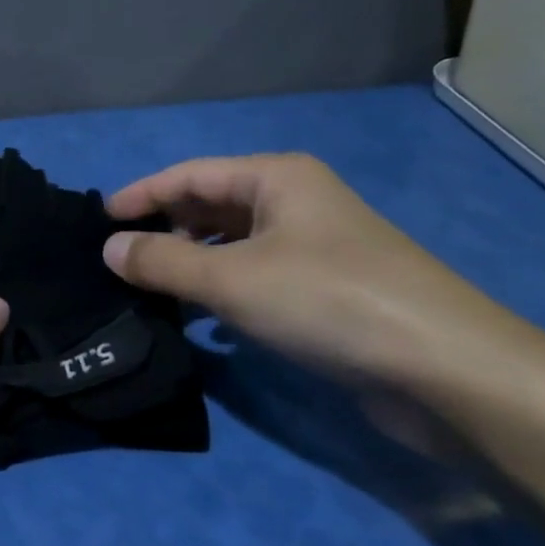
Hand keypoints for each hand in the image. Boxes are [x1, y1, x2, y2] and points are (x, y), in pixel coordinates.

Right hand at [102, 154, 544, 397]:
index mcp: (276, 179)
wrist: (444, 370)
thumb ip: (161, 262)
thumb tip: (109, 249)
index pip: (189, 175)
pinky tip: (202, 319)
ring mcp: (314, 248)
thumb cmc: (326, 300)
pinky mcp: (326, 291)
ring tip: (149, 291)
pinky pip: (256, 277)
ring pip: (232, 245)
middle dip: (165, 230)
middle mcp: (295, 203)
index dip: (142, 195)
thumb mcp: (230, 278)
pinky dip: (222, 291)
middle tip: (119, 261)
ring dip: (191, 264)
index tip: (100, 222)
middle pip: (211, 207)